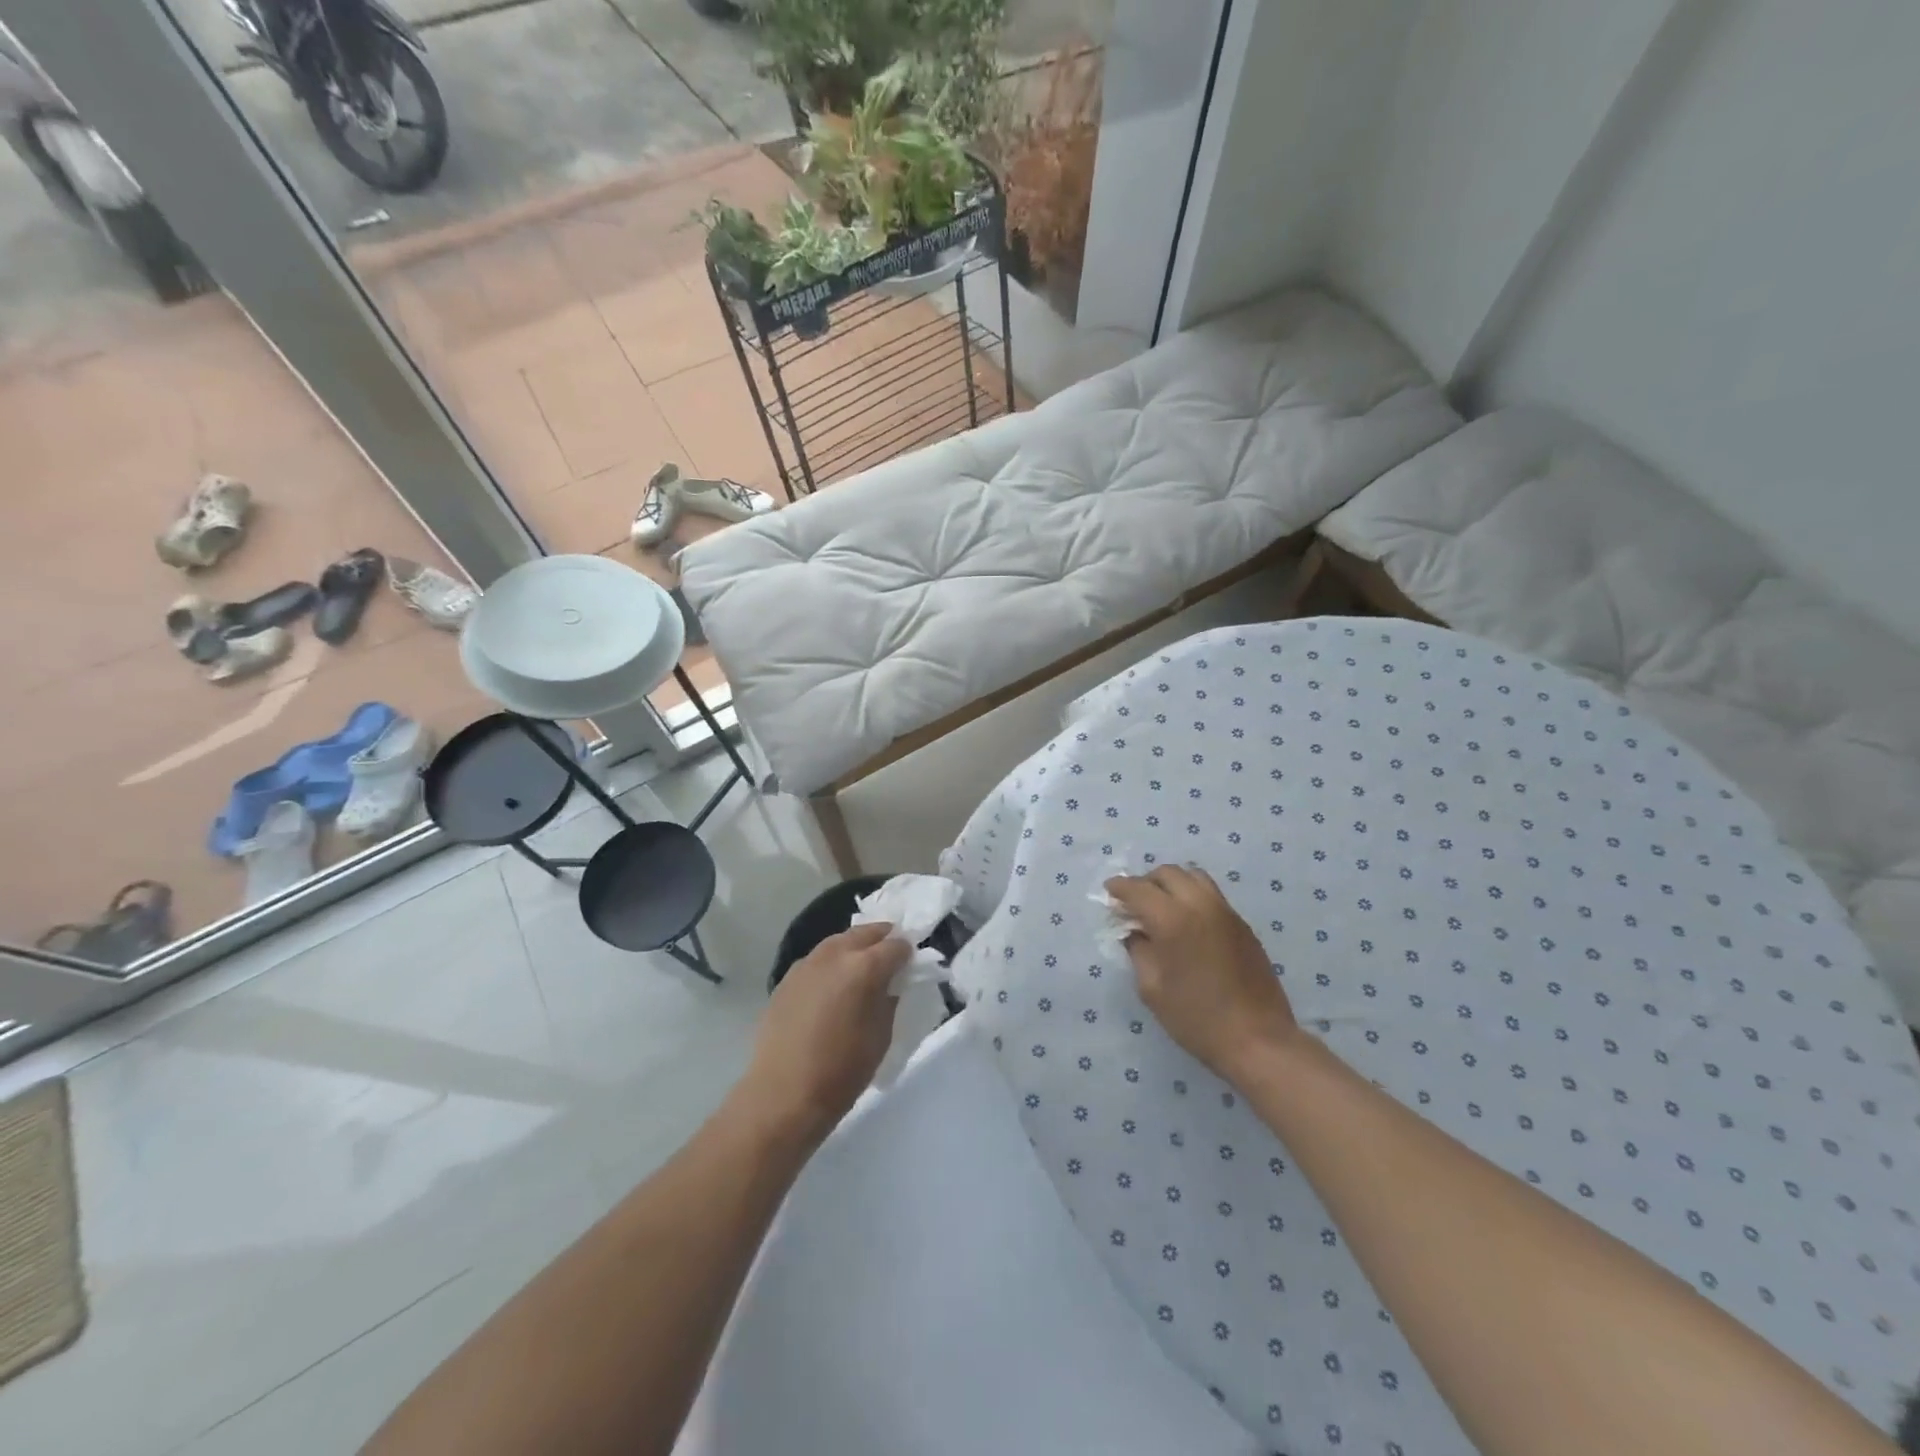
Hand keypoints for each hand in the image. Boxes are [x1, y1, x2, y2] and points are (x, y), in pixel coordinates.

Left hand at [737, 922, 909, 1144]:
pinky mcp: (786, 979)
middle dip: (882, 939)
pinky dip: (831, 964)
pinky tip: (832, 985)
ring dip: (855, 947)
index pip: (895, 945)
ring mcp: (806, 964)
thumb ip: (889, 998)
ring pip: (838, 942)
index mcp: (864, 967)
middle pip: (865, 933)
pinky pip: (817, 961)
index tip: (911, 964)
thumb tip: (891, 982)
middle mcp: (834, 955)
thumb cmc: (842, 1071)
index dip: (907, 953)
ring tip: (862, 966)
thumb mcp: (881, 1036)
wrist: (783, 1095)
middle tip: (891, 954)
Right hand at [1106, 865, 1301, 1085]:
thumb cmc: (1196, 1018)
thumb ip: (1138, 951)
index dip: (1119, 887)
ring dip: (1172, 883)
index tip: (1109, 893)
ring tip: (1161, 906)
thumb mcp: (1152, 988)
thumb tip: (1134, 932)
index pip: (1138, 888)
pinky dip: (1192, 896)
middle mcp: (1200, 905)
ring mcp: (1225, 912)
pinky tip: (1187, 922)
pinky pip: (1211, 894)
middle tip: (1134, 903)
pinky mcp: (1242, 924)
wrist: (1258, 1040)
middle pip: (1168, 873)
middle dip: (1145, 882)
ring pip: (1194, 876)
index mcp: (1173, 919)